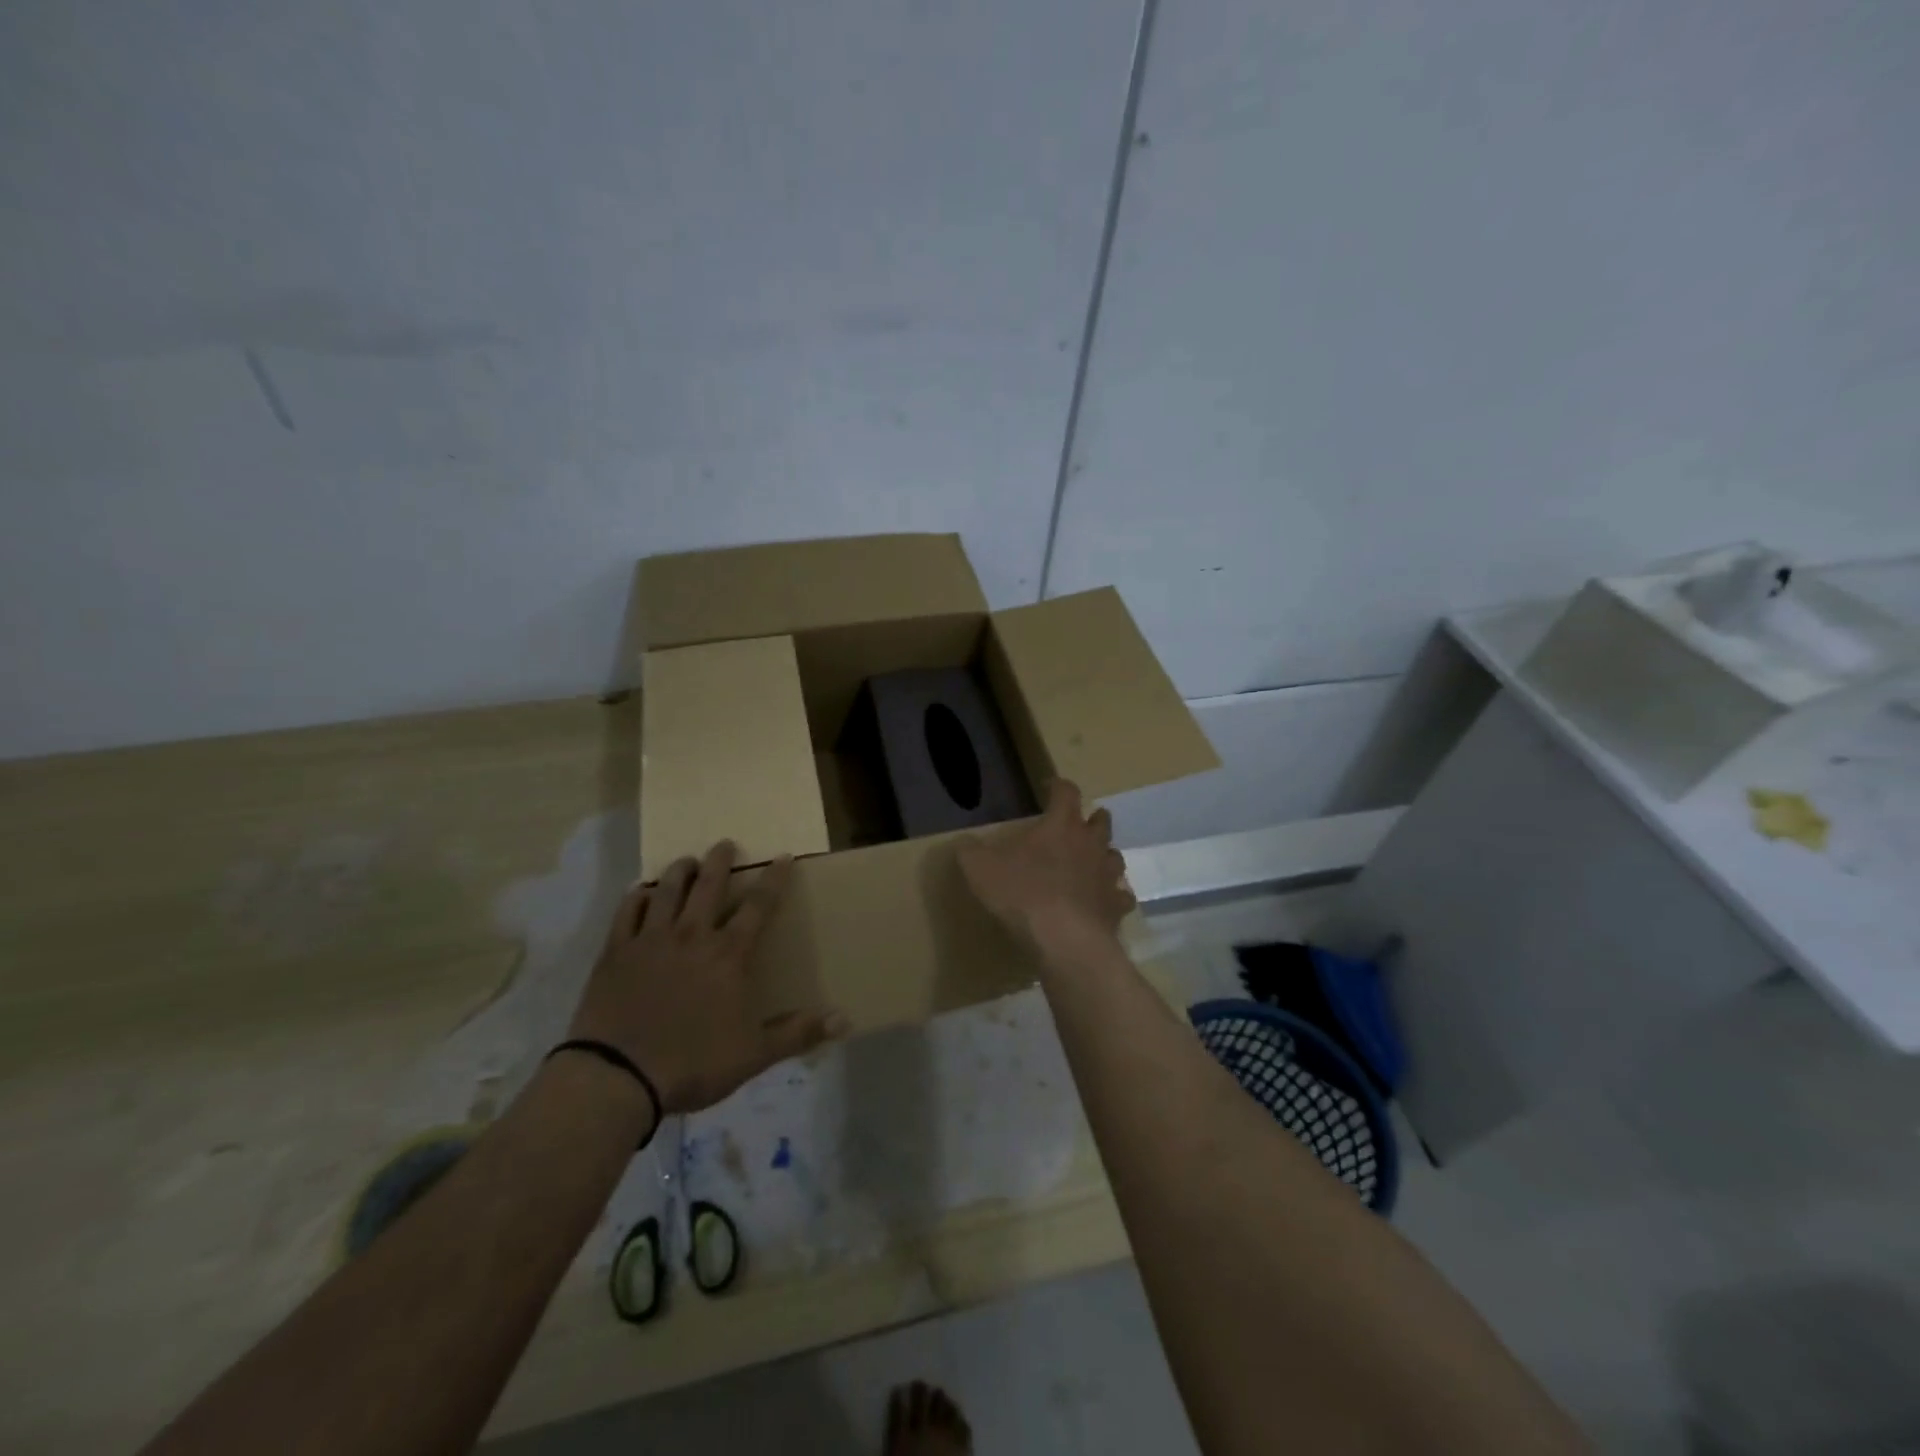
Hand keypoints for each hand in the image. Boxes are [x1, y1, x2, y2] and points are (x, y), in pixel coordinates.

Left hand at [567, 841, 847, 1115]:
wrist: (618, 1077)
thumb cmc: (693, 1062)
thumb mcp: (755, 1054)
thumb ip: (798, 1033)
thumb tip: (846, 1020)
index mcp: (728, 954)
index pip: (758, 906)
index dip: (774, 879)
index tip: (783, 856)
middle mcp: (691, 936)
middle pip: (709, 887)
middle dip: (720, 862)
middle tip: (725, 843)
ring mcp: (650, 941)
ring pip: (667, 892)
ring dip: (679, 872)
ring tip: (686, 861)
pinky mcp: (615, 953)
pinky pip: (626, 914)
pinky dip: (635, 898)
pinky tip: (639, 892)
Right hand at [958, 779, 1134, 951]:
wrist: (1064, 939)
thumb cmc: (1022, 893)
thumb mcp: (980, 869)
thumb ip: (970, 851)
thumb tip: (963, 842)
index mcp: (1061, 825)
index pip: (1066, 792)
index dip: (1058, 786)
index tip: (1050, 786)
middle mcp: (1090, 844)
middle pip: (1100, 820)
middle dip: (1091, 818)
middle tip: (1077, 824)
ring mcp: (1108, 875)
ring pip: (1114, 856)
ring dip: (1103, 856)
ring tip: (1091, 863)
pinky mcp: (1116, 906)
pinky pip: (1121, 897)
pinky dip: (1114, 897)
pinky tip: (1103, 903)